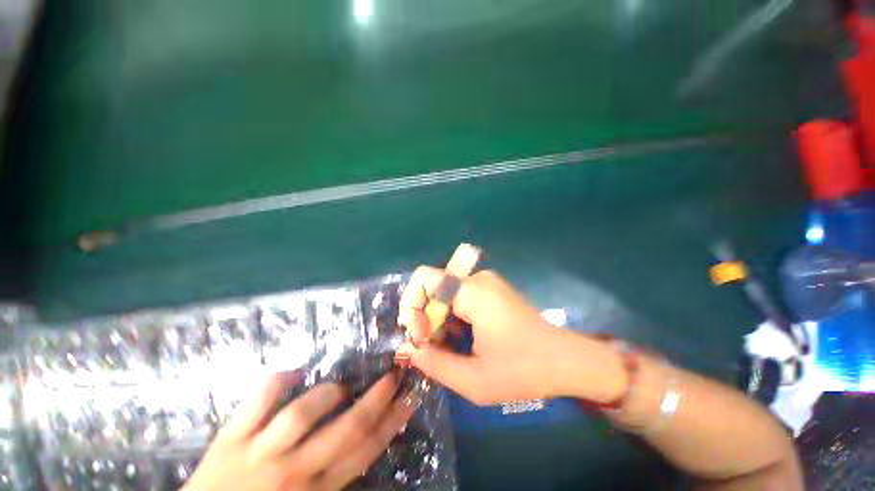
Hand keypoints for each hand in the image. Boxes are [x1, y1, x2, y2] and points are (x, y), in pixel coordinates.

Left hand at [185, 372, 416, 490]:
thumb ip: (335, 479)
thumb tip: (364, 445)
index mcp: (315, 490)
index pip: (365, 450)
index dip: (392, 421)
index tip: (410, 397)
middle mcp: (293, 471)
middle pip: (347, 428)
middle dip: (377, 398)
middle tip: (394, 374)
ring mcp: (260, 452)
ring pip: (303, 412)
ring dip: (328, 392)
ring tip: (339, 389)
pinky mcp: (231, 437)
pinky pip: (259, 399)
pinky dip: (278, 381)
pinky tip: (291, 374)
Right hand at [396, 268, 572, 404]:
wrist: (567, 361)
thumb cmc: (523, 370)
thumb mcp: (473, 379)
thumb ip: (434, 364)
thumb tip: (407, 350)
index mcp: (472, 291)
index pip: (423, 278)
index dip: (412, 306)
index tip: (421, 337)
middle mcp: (477, 279)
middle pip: (433, 288)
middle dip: (425, 319)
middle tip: (430, 350)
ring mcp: (486, 283)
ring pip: (445, 295)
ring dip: (438, 322)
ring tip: (447, 350)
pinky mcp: (491, 292)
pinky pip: (459, 299)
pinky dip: (452, 319)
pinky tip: (461, 342)